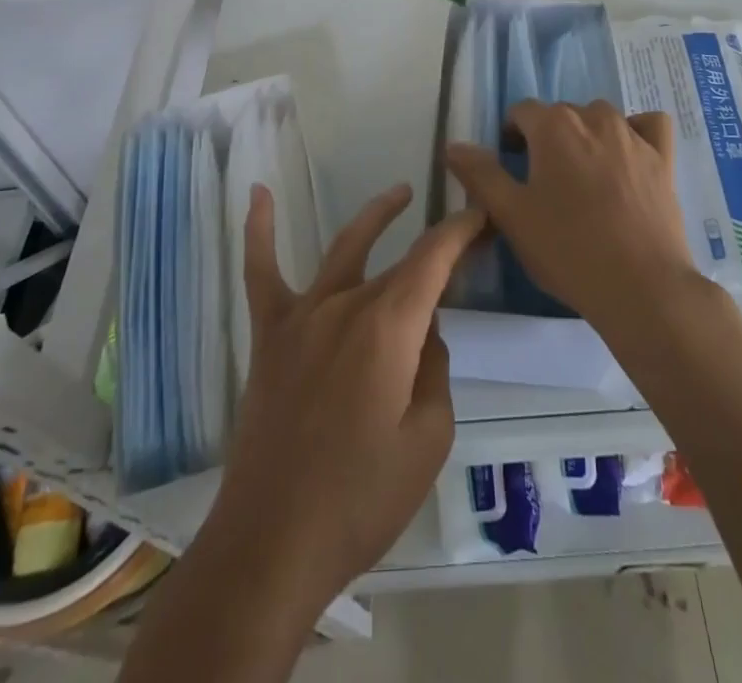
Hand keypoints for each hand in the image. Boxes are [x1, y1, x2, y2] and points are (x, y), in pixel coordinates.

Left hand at [208, 181, 486, 610]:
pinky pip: (261, 273)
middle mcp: (345, 306)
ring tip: (400, 193)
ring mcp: (302, 317)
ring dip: (376, 217)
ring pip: (344, 250)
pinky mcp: (269, 337)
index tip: (482, 214)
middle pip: (398, 263)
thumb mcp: (428, 441)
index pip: (434, 258)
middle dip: (435, 249)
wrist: (271, 546)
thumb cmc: (360, 501)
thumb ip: (434, 371)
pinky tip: (258, 193)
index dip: (461, 230)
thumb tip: (425, 333)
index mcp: (388, 328)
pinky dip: (259, 231)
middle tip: (464, 242)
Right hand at [444, 100, 694, 335]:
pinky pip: (649, 125)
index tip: (510, 167)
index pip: (522, 111)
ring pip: (601, 117)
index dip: (511, 136)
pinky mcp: (663, 157)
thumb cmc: (567, 249)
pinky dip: (637, 131)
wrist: (641, 286)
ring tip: (582, 177)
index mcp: (553, 126)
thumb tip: (453, 145)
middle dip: (547, 137)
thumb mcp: (511, 215)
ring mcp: (633, 135)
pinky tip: (629, 156)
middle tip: (543, 183)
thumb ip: (480, 175)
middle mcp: (594, 117)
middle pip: (561, 114)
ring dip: (586, 135)